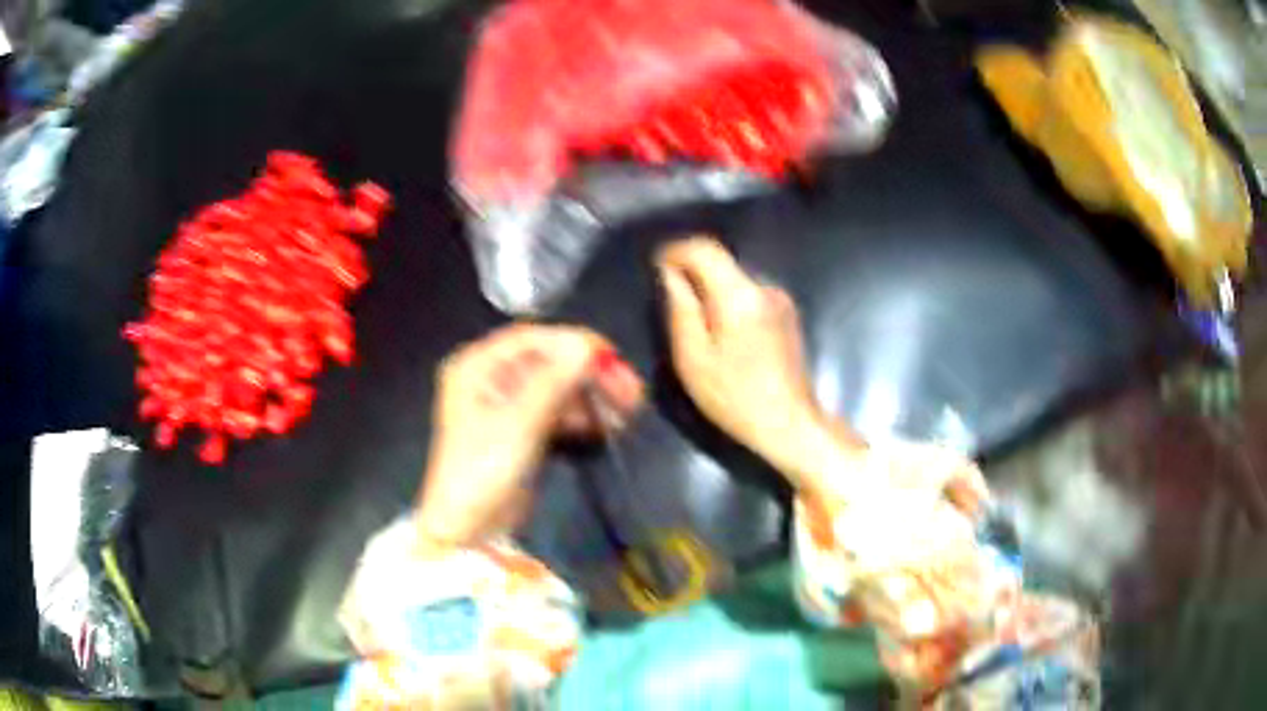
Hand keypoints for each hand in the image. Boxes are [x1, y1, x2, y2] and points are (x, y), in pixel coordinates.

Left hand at [416, 324, 642, 548]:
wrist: (468, 528)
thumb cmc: (483, 470)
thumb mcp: (519, 423)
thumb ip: (554, 381)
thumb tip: (587, 344)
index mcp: (477, 366)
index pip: (532, 339)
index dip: (573, 343)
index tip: (612, 357)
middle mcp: (490, 377)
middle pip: (548, 362)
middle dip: (588, 374)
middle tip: (629, 390)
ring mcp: (505, 404)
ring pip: (556, 386)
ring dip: (589, 395)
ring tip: (626, 411)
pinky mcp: (520, 428)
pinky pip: (555, 409)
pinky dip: (579, 415)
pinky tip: (605, 426)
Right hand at [657, 237, 860, 491]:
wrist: (790, 424)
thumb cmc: (735, 397)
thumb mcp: (693, 358)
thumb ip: (680, 308)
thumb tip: (669, 273)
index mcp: (739, 294)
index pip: (704, 248)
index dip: (675, 251)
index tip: (655, 266)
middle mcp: (764, 286)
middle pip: (721, 261)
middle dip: (691, 271)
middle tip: (669, 299)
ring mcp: (780, 299)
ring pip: (734, 277)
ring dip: (710, 287)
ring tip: (694, 320)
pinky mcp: (787, 313)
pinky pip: (749, 293)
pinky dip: (729, 300)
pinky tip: (722, 332)